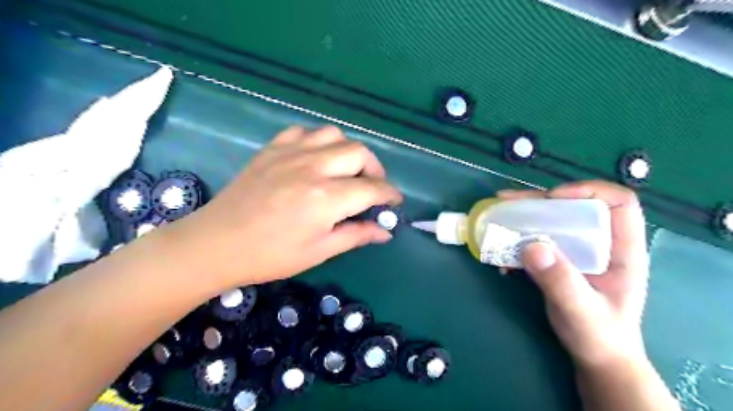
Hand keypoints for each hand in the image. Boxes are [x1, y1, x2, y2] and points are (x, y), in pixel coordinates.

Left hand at [164, 126, 399, 288]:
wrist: (217, 243)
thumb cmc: (270, 255)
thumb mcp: (319, 251)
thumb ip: (356, 235)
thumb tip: (385, 230)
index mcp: (326, 198)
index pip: (372, 188)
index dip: (389, 194)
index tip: (394, 202)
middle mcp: (313, 167)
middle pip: (359, 152)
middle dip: (375, 169)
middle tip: (371, 188)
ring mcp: (290, 153)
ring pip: (334, 135)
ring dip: (348, 151)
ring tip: (345, 171)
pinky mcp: (272, 148)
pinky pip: (304, 132)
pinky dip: (318, 142)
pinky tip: (315, 159)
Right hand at [498, 182, 645, 369]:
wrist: (596, 356)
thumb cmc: (600, 336)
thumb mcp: (581, 312)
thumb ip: (561, 282)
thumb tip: (532, 246)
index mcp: (622, 250)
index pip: (618, 203)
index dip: (588, 191)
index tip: (552, 199)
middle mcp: (600, 243)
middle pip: (574, 206)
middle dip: (540, 201)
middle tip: (508, 202)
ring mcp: (578, 251)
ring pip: (552, 221)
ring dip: (524, 217)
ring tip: (497, 217)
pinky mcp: (560, 259)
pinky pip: (538, 239)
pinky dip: (517, 240)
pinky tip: (502, 251)